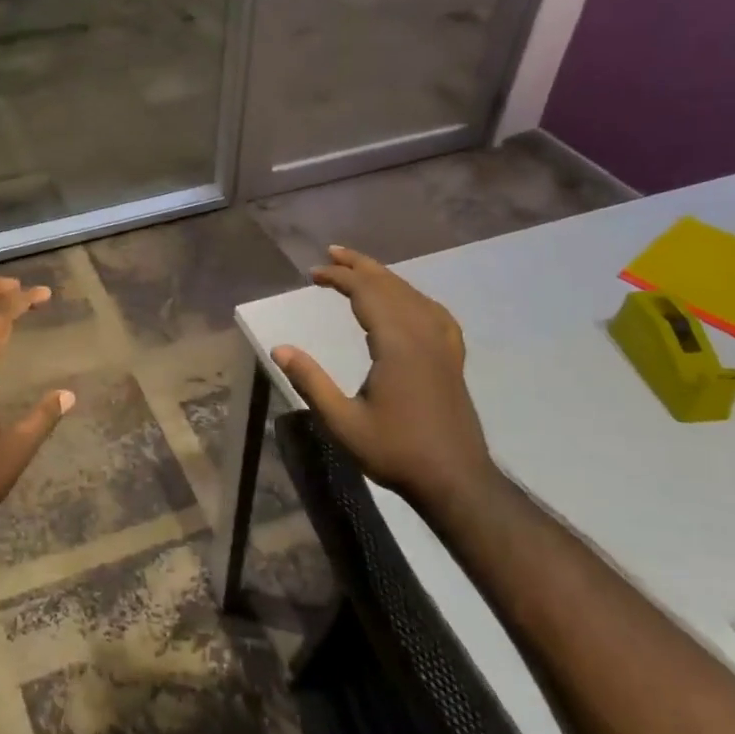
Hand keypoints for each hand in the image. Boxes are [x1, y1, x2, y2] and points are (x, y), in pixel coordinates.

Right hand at [273, 247, 497, 511]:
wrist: (455, 479)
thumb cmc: (395, 451)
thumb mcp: (343, 422)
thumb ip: (311, 381)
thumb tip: (280, 349)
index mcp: (397, 343)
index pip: (366, 293)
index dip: (339, 277)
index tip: (313, 272)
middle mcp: (423, 334)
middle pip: (391, 286)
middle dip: (360, 267)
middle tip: (332, 254)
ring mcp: (443, 345)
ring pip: (414, 296)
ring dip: (385, 278)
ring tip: (361, 270)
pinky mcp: (452, 359)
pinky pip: (434, 313)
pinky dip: (414, 298)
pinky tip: (409, 303)